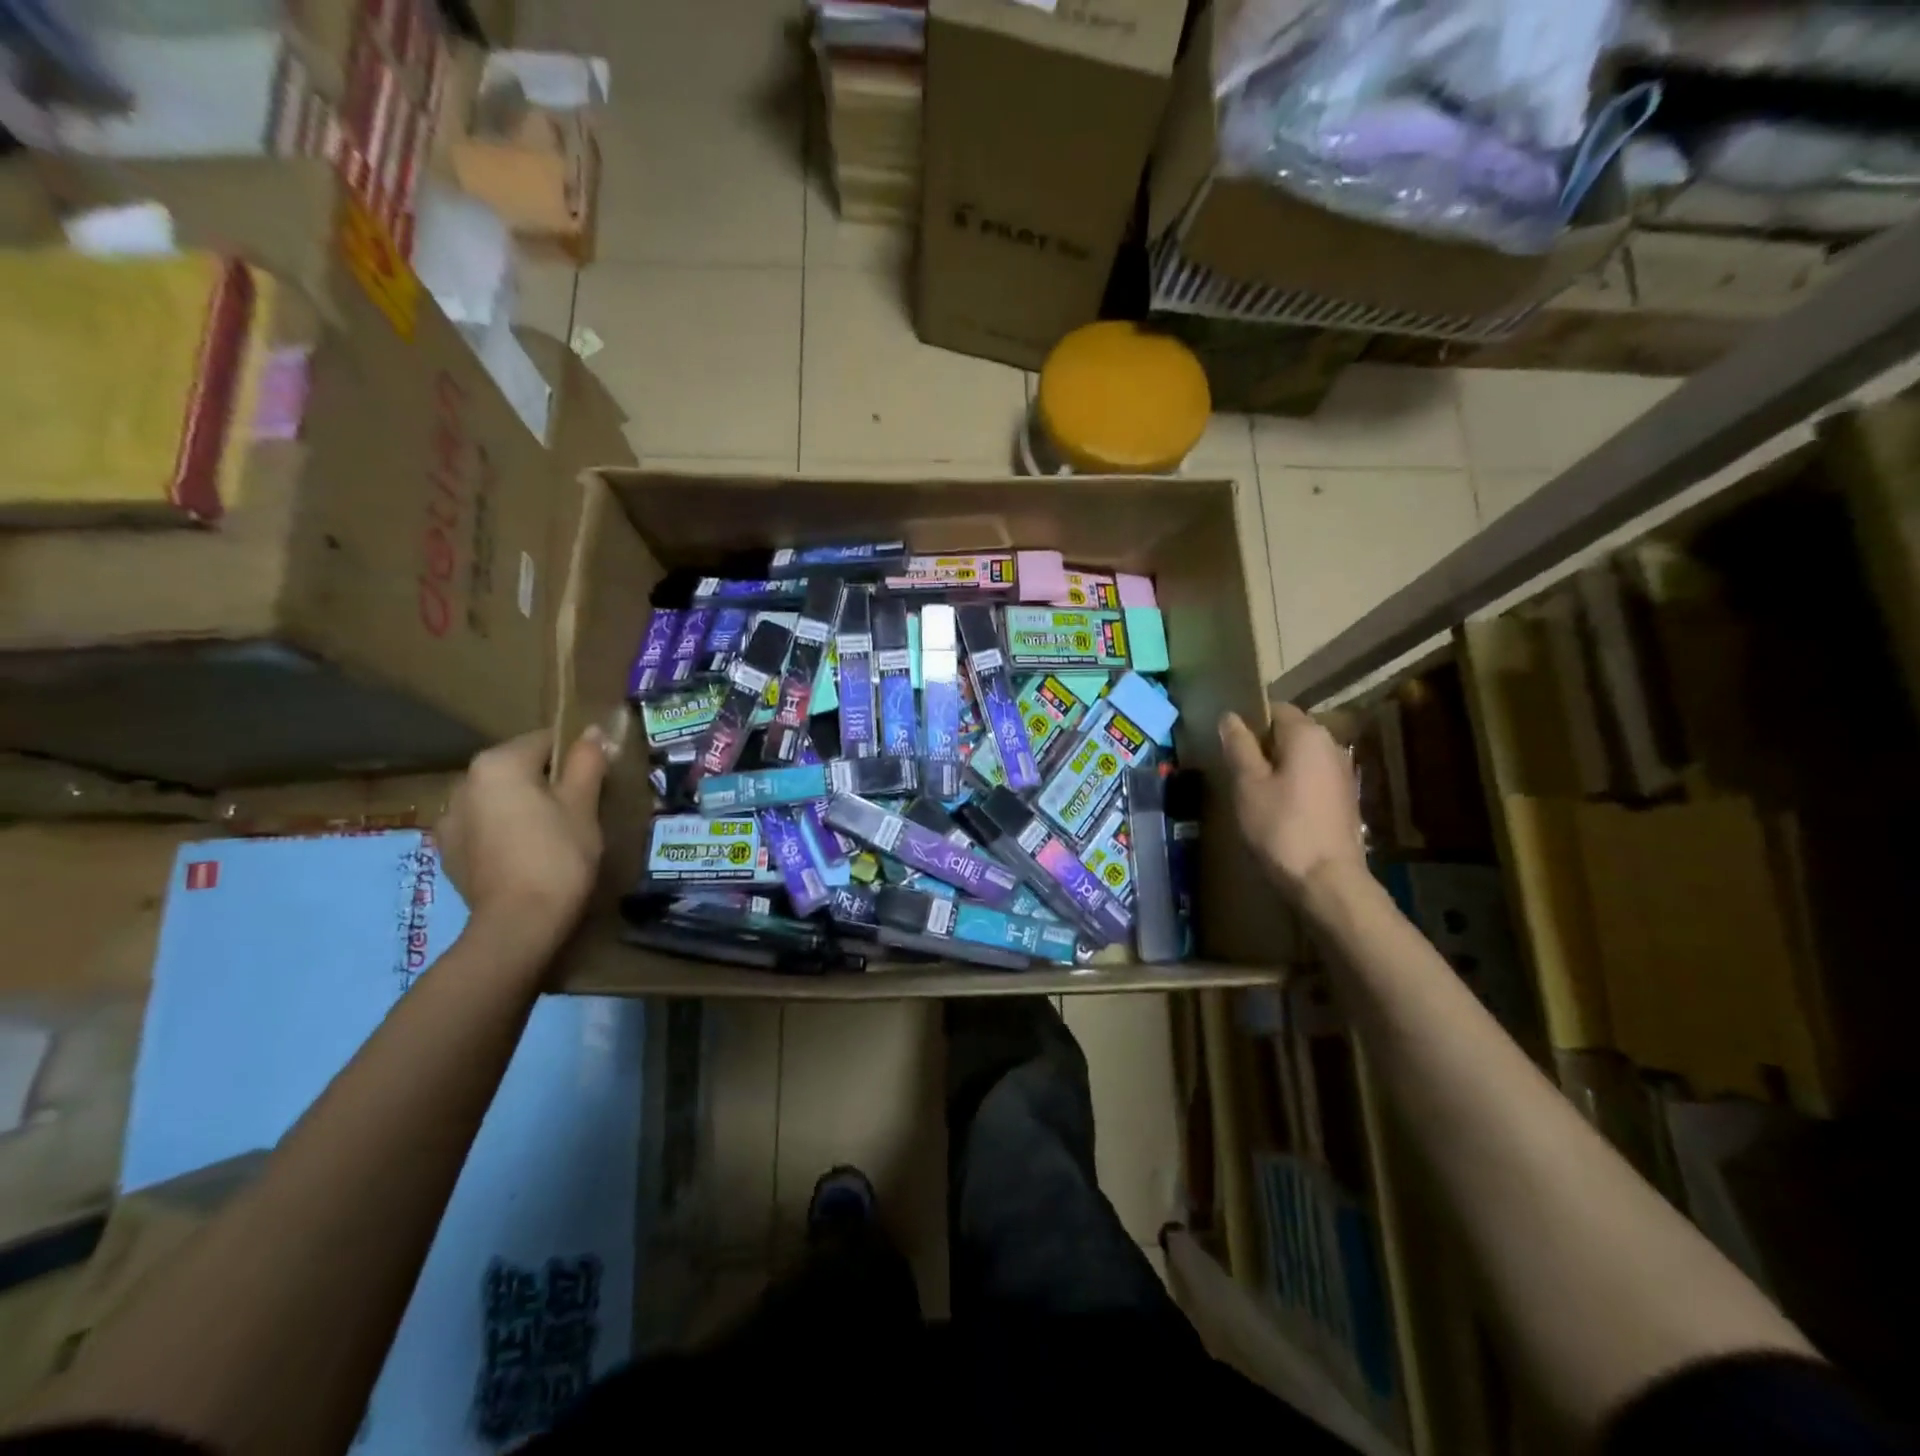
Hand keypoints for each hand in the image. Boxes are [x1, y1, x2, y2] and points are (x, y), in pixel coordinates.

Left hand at [436, 728, 610, 951]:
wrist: (519, 923)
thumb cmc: (559, 855)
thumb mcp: (583, 805)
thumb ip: (586, 762)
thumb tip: (593, 732)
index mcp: (498, 764)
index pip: (544, 741)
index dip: (576, 757)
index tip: (596, 782)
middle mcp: (464, 782)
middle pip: (518, 768)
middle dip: (547, 782)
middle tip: (579, 810)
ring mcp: (450, 819)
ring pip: (498, 798)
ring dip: (522, 806)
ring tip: (552, 835)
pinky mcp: (447, 851)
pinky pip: (483, 826)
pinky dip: (504, 831)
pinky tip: (525, 854)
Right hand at [1219, 707, 1364, 902]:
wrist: (1327, 880)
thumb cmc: (1281, 826)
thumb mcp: (1248, 784)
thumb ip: (1238, 746)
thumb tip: (1230, 717)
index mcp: (1307, 734)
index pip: (1275, 709)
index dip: (1249, 722)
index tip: (1229, 746)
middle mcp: (1332, 745)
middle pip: (1290, 732)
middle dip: (1263, 746)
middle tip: (1236, 772)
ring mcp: (1343, 772)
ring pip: (1301, 757)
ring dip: (1278, 768)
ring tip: (1254, 793)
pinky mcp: (1346, 798)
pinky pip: (1313, 778)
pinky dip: (1294, 785)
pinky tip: (1278, 809)